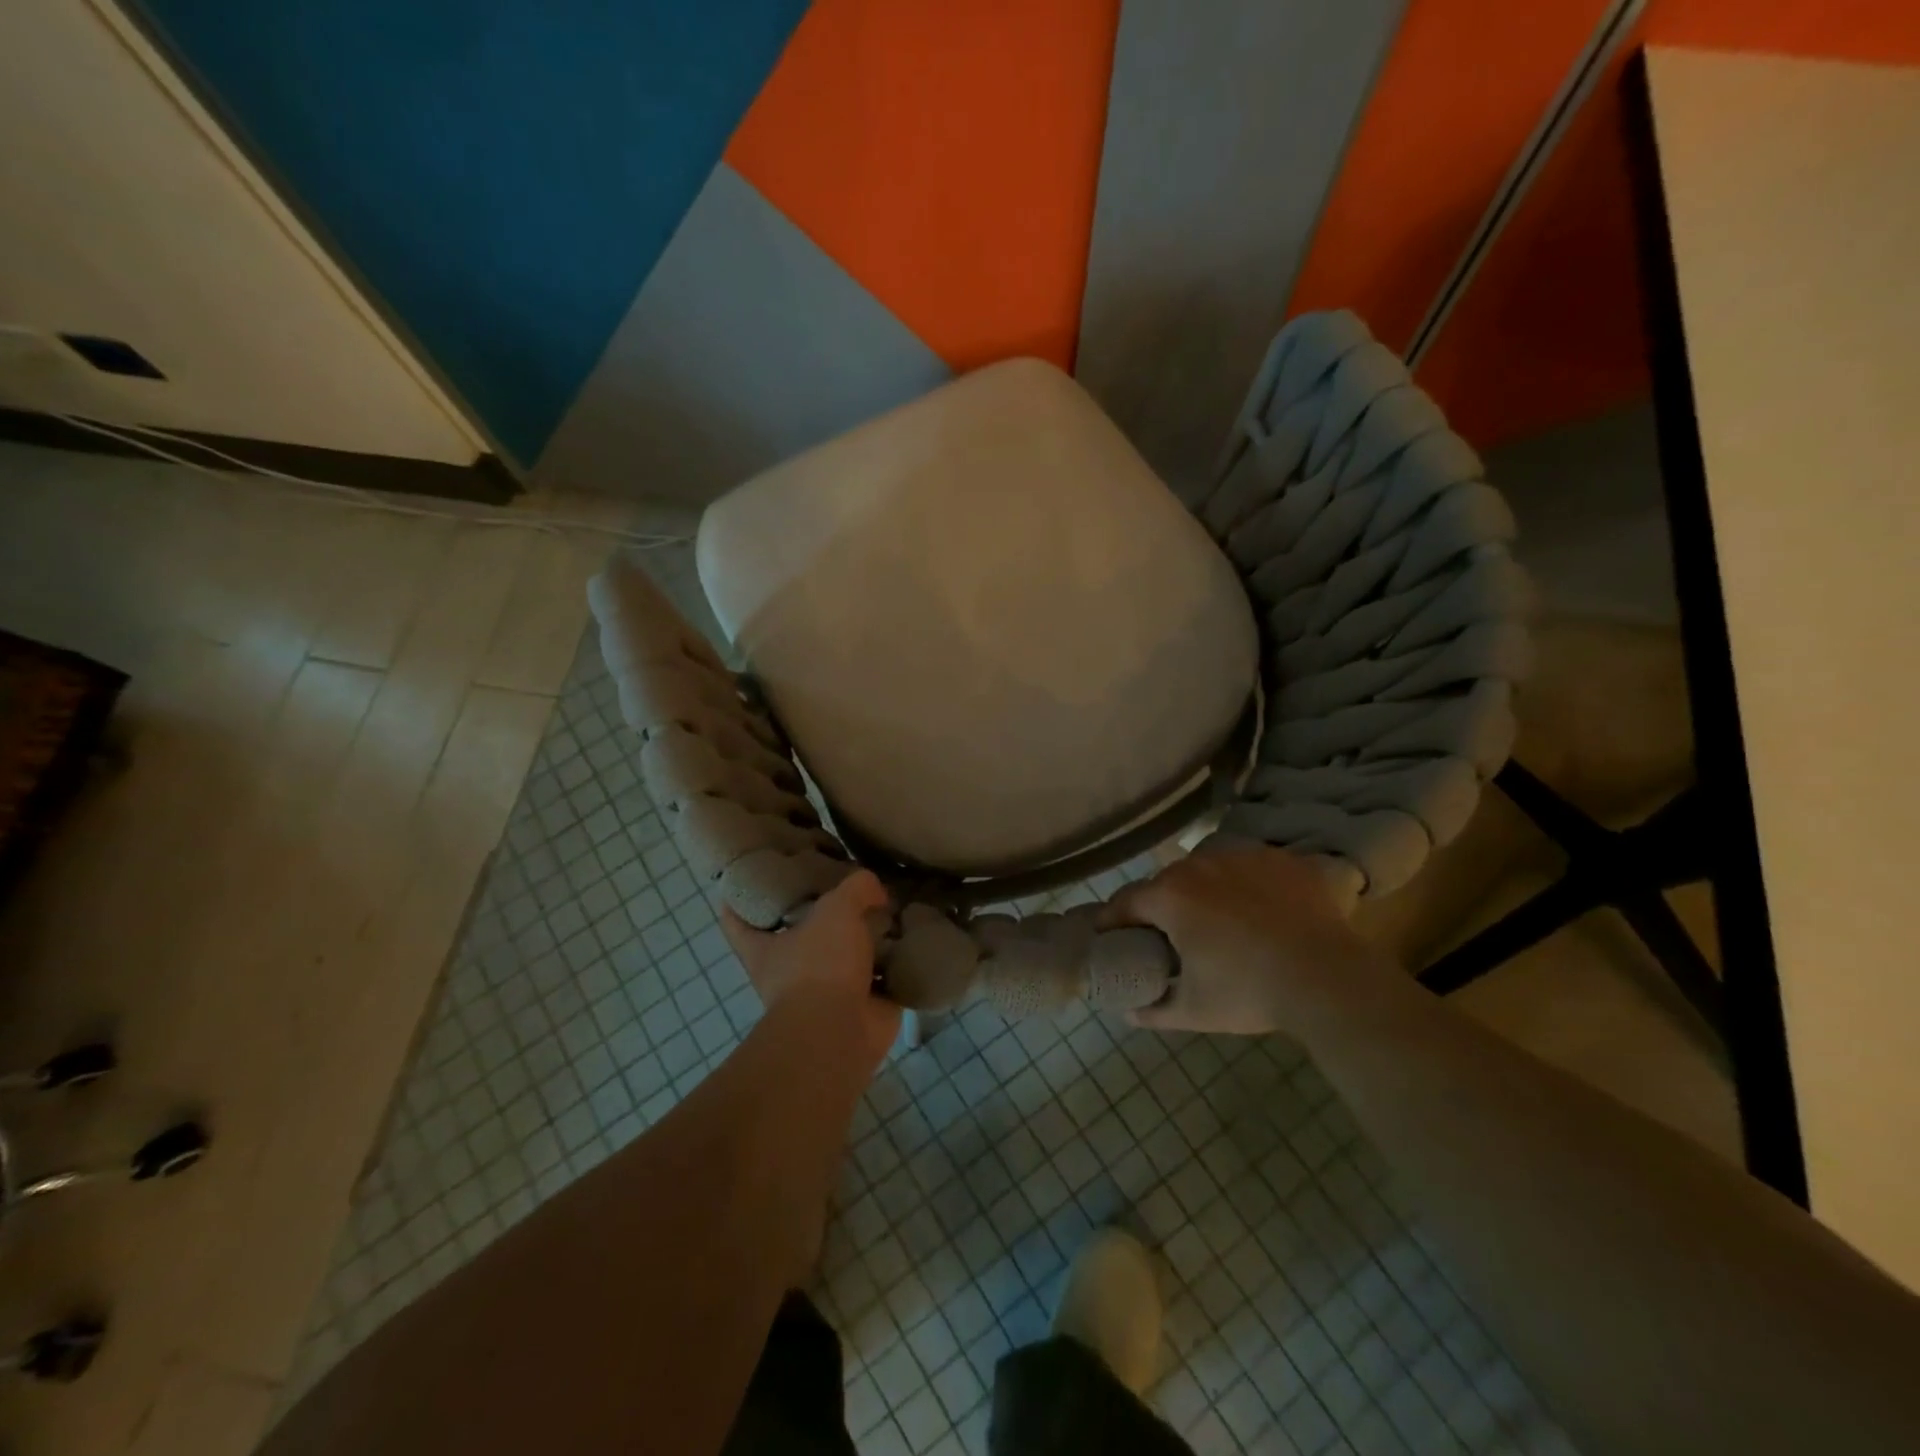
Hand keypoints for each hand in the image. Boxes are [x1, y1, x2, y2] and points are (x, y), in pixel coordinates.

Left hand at [721, 870, 899, 1069]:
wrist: (841, 1032)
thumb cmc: (821, 965)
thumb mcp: (837, 909)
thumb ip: (856, 888)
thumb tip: (875, 891)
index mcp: (765, 948)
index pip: (737, 920)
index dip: (738, 898)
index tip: (748, 876)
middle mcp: (790, 969)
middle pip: (800, 934)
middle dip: (821, 915)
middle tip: (845, 884)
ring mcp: (826, 991)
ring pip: (844, 955)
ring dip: (865, 939)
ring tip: (890, 908)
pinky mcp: (861, 1006)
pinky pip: (880, 977)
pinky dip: (895, 962)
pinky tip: (912, 938)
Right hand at [1102, 845, 1390, 1034]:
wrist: (1329, 978)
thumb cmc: (1249, 992)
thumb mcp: (1194, 1010)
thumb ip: (1153, 1010)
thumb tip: (1128, 1011)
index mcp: (1170, 896)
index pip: (1125, 902)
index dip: (1114, 920)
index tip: (1112, 936)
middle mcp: (1199, 865)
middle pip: (1167, 882)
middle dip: (1161, 906)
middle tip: (1169, 935)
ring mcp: (1243, 856)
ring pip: (1209, 870)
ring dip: (1204, 890)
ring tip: (1219, 920)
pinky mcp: (1281, 860)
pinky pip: (1251, 868)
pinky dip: (1247, 885)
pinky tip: (1260, 909)